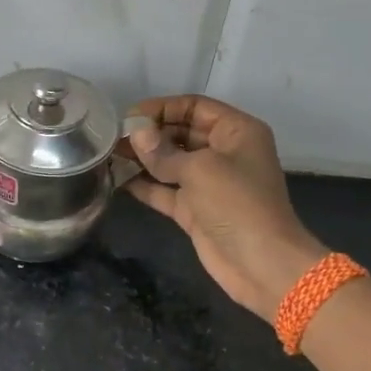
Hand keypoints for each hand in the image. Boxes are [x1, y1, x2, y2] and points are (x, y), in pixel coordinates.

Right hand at [121, 94, 325, 317]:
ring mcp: (209, 183)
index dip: (162, 108)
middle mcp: (223, 152)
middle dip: (149, 134)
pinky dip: (144, 185)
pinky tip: (118, 179)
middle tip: (113, 137)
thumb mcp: (200, 170)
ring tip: (109, 154)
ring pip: (171, 162)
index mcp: (236, 132)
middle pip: (181, 132)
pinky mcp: (195, 210)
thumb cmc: (237, 204)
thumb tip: (135, 134)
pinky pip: (165, 190)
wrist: (261, 263)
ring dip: (143, 158)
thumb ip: (163, 152)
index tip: (128, 117)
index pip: (195, 107)